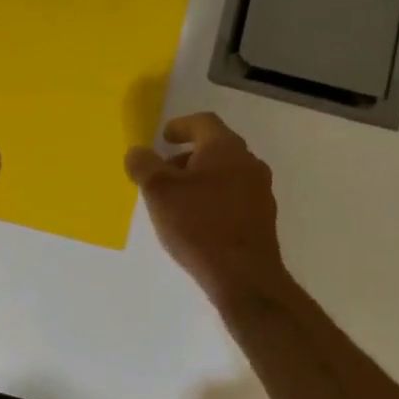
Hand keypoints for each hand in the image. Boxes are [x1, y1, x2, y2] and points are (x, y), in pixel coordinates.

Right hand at [127, 113, 290, 307]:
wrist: (244, 275)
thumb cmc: (198, 224)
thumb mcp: (159, 192)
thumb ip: (143, 166)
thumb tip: (136, 152)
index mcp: (225, 148)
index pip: (203, 122)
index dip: (180, 125)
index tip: (163, 138)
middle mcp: (248, 163)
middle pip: (215, 148)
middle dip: (186, 157)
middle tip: (163, 173)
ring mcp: (260, 191)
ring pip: (225, 174)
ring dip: (199, 179)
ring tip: (176, 201)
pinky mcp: (262, 218)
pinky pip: (233, 196)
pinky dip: (213, 199)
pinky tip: (197, 222)